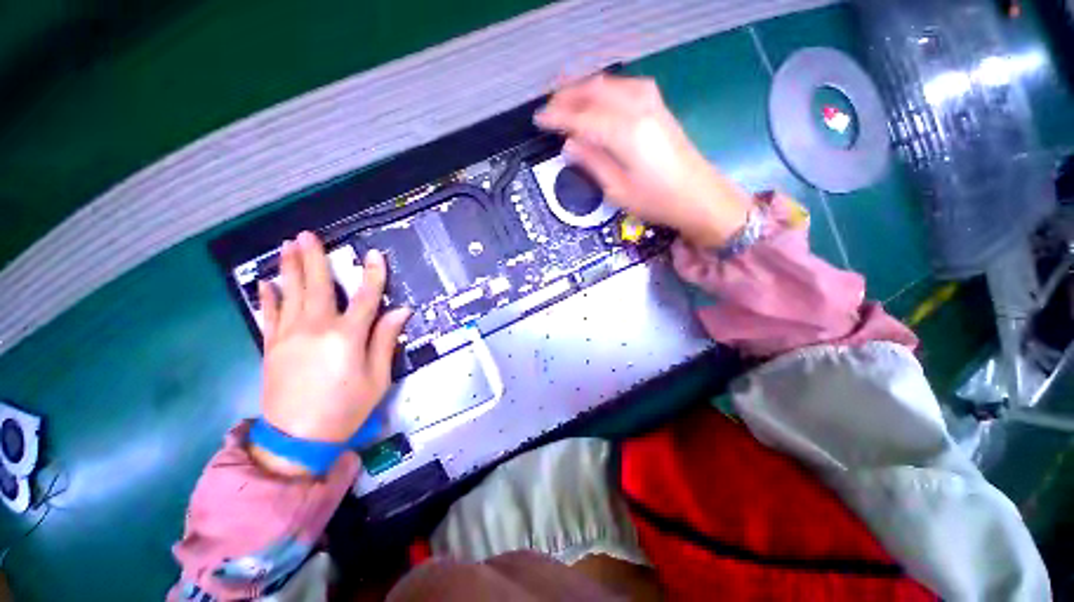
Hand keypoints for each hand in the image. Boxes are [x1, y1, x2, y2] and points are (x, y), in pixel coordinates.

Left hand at [252, 232, 409, 476]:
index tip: (374, 254)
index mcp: (347, 336)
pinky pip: (270, 315)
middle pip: (319, 286)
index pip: (367, 297)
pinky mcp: (272, 346)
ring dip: (290, 268)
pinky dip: (269, 298)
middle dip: (315, 258)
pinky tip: (267, 283)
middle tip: (308, 235)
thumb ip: (386, 340)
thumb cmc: (347, 407)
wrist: (297, 438)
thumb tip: (401, 311)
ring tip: (287, 246)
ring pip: (291, 294)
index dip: (373, 275)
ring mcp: (289, 335)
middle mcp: (317, 328)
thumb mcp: (378, 377)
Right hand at [535, 74, 750, 246]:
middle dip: (568, 96)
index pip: (583, 118)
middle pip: (596, 92)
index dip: (558, 117)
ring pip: (611, 84)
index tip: (539, 119)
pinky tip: (599, 96)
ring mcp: (652, 105)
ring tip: (567, 97)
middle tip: (548, 106)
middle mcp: (638, 110)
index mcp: (625, 134)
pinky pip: (626, 86)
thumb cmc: (657, 201)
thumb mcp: (618, 190)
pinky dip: (606, 88)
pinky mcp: (659, 108)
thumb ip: (592, 163)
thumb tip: (570, 145)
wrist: (699, 196)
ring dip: (585, 88)